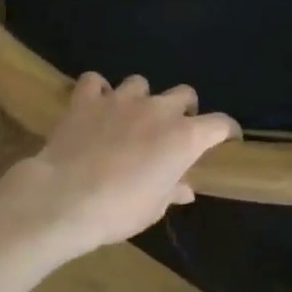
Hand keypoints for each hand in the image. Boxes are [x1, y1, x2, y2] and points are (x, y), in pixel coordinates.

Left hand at [12, 73, 240, 252]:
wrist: (66, 197)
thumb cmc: (119, 210)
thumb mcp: (154, 208)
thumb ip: (172, 191)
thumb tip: (185, 188)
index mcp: (183, 137)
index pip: (220, 124)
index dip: (226, 131)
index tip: (226, 140)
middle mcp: (157, 110)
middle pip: (183, 94)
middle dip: (183, 108)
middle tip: (172, 129)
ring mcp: (121, 99)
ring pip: (140, 83)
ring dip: (139, 98)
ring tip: (129, 117)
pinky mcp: (87, 98)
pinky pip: (95, 82)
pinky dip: (97, 91)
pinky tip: (94, 105)